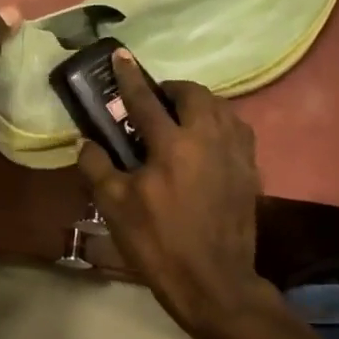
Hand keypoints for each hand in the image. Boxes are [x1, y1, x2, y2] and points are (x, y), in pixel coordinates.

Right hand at [77, 56, 274, 338]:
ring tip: (182, 115)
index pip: (145, 101)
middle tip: (155, 98)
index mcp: (172, 145)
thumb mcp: (115, 207)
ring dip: (199, 102)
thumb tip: (87, 142)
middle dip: (172, 88)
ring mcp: (235, 154)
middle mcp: (208, 139)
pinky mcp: (250, 171)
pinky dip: (220, 123)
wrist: (213, 281)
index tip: (121, 56)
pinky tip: (209, 138)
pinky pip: (238, 130)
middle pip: (194, 94)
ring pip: (221, 108)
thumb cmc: (158, 243)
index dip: (129, 78)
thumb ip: (97, 167)